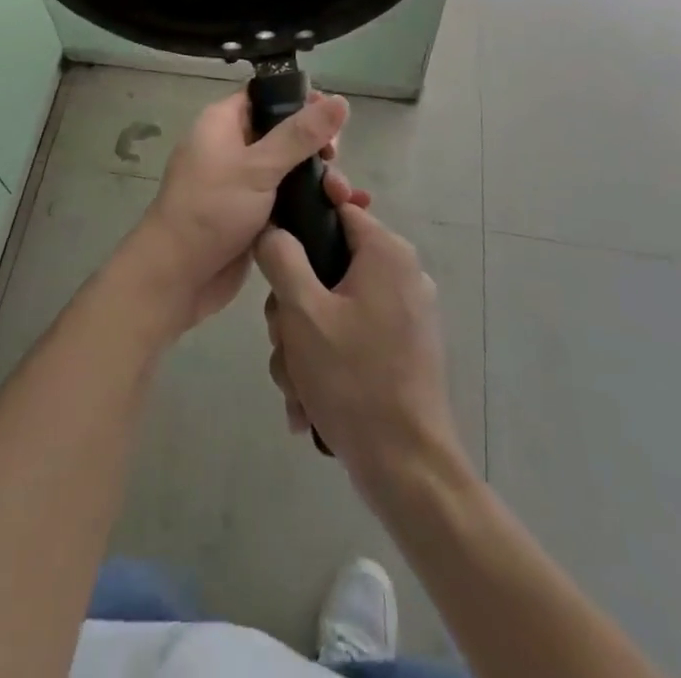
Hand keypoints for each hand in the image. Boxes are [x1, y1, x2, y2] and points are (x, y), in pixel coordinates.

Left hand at [120, 88, 350, 332]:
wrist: (177, 276)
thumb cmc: (212, 209)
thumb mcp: (258, 167)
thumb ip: (300, 135)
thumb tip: (341, 100)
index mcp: (222, 122)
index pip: (266, 95)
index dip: (300, 100)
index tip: (334, 116)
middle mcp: (231, 146)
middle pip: (283, 132)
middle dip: (316, 145)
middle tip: (336, 161)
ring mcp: (241, 182)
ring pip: (289, 169)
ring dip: (318, 178)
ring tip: (344, 196)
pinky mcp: (251, 214)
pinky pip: (286, 198)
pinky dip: (310, 202)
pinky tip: (344, 211)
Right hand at [257, 203, 463, 491]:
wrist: (408, 471)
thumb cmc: (354, 379)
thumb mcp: (302, 311)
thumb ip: (281, 257)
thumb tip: (272, 228)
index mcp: (387, 253)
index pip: (337, 208)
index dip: (300, 223)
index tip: (273, 252)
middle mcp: (401, 275)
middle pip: (326, 265)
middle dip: (293, 308)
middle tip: (284, 341)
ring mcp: (403, 316)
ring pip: (331, 307)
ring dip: (302, 344)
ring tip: (297, 385)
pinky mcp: (400, 351)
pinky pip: (349, 338)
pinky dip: (325, 364)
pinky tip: (310, 404)